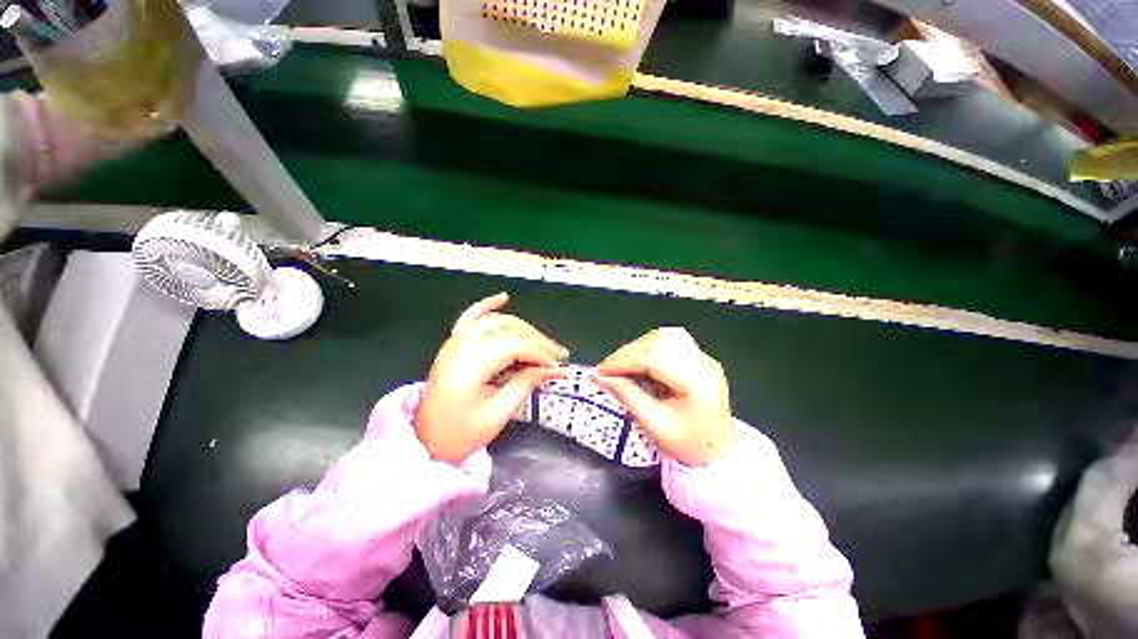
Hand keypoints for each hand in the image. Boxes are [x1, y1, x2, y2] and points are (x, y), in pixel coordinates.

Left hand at [416, 293, 567, 463]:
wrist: (426, 440)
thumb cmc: (460, 433)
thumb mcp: (497, 414)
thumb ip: (525, 385)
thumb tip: (553, 369)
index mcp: (468, 366)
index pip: (513, 345)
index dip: (539, 352)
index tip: (557, 366)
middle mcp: (460, 346)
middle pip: (508, 330)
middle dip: (537, 340)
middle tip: (558, 356)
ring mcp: (455, 342)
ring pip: (497, 322)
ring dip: (524, 328)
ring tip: (543, 343)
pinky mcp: (455, 343)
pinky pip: (471, 317)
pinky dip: (488, 305)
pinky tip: (503, 298)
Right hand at [594, 327, 734, 465]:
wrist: (719, 452)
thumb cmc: (689, 445)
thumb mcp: (655, 425)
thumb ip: (627, 396)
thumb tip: (600, 377)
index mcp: (698, 382)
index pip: (654, 357)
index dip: (623, 360)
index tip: (601, 371)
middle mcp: (704, 363)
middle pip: (659, 342)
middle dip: (627, 353)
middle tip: (608, 369)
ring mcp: (703, 357)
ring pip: (664, 336)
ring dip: (637, 347)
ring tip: (622, 364)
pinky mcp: (699, 357)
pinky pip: (670, 340)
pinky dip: (649, 345)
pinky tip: (639, 358)